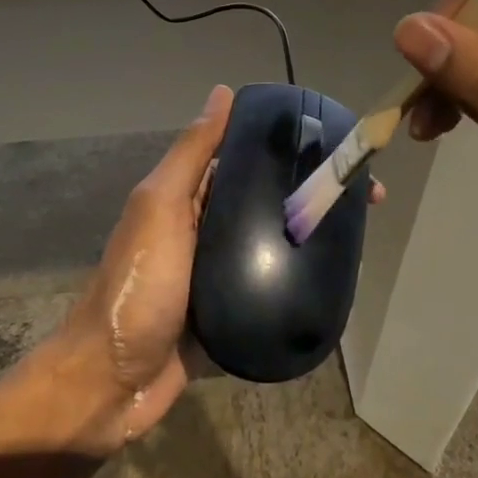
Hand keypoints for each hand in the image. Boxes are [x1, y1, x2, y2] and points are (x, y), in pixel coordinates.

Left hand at [55, 85, 389, 452]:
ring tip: (360, 238)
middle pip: (268, 202)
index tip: (339, 151)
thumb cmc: (137, 285)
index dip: (292, 150)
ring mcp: (219, 276)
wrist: (111, 383)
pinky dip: (299, 283)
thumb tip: (223, 93)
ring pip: (274, 246)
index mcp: (190, 198)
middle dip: (314, 195)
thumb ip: (191, 155)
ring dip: (312, 239)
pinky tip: (335, 282)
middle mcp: (207, 230)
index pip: (248, 160)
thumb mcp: (160, 208)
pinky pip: (271, 291)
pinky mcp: (232, 317)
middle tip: (366, 201)